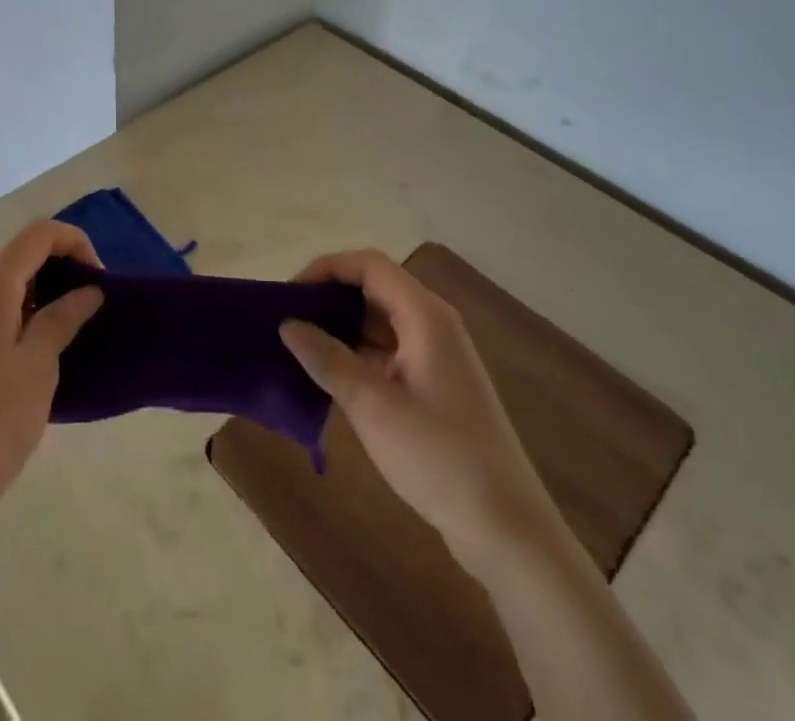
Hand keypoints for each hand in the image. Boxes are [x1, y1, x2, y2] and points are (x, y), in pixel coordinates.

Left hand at [0, 221, 103, 515]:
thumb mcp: (38, 367)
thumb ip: (62, 318)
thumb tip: (87, 290)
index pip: (37, 234)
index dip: (74, 242)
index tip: (98, 279)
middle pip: (17, 257)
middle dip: (58, 269)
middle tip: (87, 305)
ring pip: (0, 287)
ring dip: (37, 295)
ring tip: (64, 331)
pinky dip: (14, 315)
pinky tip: (30, 355)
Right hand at [280, 250, 562, 571]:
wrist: (507, 529)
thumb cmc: (439, 457)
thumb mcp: (372, 406)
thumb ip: (327, 359)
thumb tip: (287, 324)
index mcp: (425, 315)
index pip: (369, 265)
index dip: (327, 269)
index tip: (289, 294)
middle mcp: (434, 324)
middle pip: (375, 288)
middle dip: (330, 297)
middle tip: (289, 320)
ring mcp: (438, 356)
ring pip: (381, 321)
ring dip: (342, 327)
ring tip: (301, 346)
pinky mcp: (438, 385)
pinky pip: (390, 350)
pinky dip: (359, 354)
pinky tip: (331, 377)